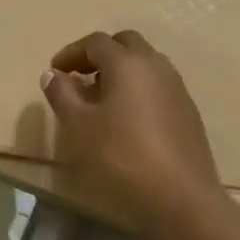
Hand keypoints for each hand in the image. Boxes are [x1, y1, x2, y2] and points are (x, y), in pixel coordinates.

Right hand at [41, 30, 223, 229]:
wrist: (180, 197)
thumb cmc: (122, 157)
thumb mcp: (80, 127)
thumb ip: (62, 95)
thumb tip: (52, 74)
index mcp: (128, 63)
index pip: (96, 42)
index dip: (71, 52)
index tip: (54, 71)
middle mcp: (156, 66)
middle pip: (125, 44)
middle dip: (99, 55)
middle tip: (78, 77)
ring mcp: (177, 87)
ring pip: (144, 64)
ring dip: (119, 72)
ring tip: (99, 99)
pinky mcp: (187, 111)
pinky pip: (157, 86)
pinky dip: (137, 89)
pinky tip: (125, 119)